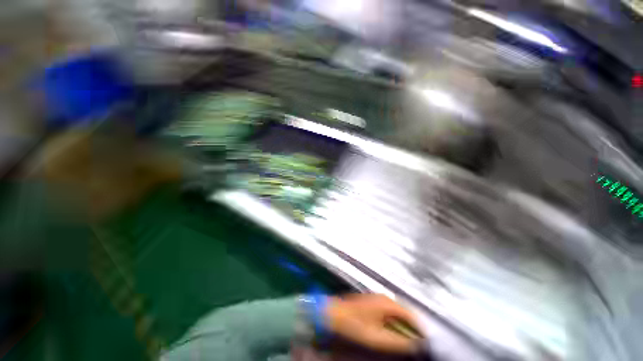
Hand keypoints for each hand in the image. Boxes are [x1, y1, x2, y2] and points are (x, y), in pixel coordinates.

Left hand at [325, 294, 421, 352]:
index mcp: (387, 303)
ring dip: (402, 325)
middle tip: (415, 342)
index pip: (410, 314)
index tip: (424, 341)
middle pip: (403, 312)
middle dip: (411, 327)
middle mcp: (383, 298)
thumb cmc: (355, 325)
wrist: (334, 314)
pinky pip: (388, 311)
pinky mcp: (371, 302)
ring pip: (395, 312)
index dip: (419, 328)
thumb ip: (397, 342)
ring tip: (405, 338)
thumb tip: (415, 345)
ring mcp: (376, 298)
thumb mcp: (377, 338)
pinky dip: (393, 321)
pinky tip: (390, 331)